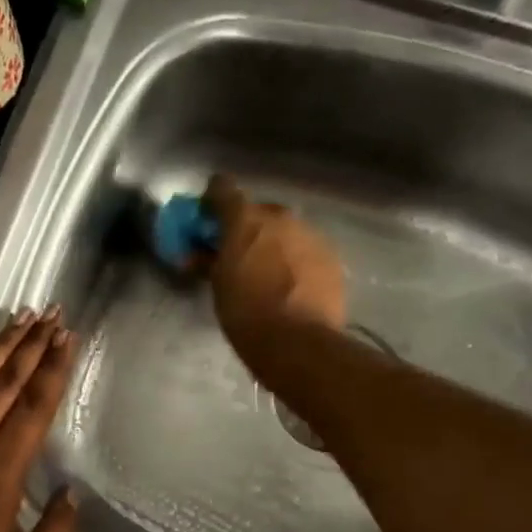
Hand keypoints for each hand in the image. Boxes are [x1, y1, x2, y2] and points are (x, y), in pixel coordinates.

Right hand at [203, 174, 347, 363]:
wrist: (298, 343)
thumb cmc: (246, 314)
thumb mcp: (218, 287)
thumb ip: (210, 262)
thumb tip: (200, 255)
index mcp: (245, 220)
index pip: (223, 189)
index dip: (213, 199)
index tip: (207, 215)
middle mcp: (280, 217)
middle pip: (259, 212)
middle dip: (248, 227)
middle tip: (240, 253)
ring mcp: (310, 235)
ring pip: (287, 231)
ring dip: (275, 244)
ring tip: (269, 274)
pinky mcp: (331, 257)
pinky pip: (307, 250)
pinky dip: (297, 261)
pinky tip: (293, 286)